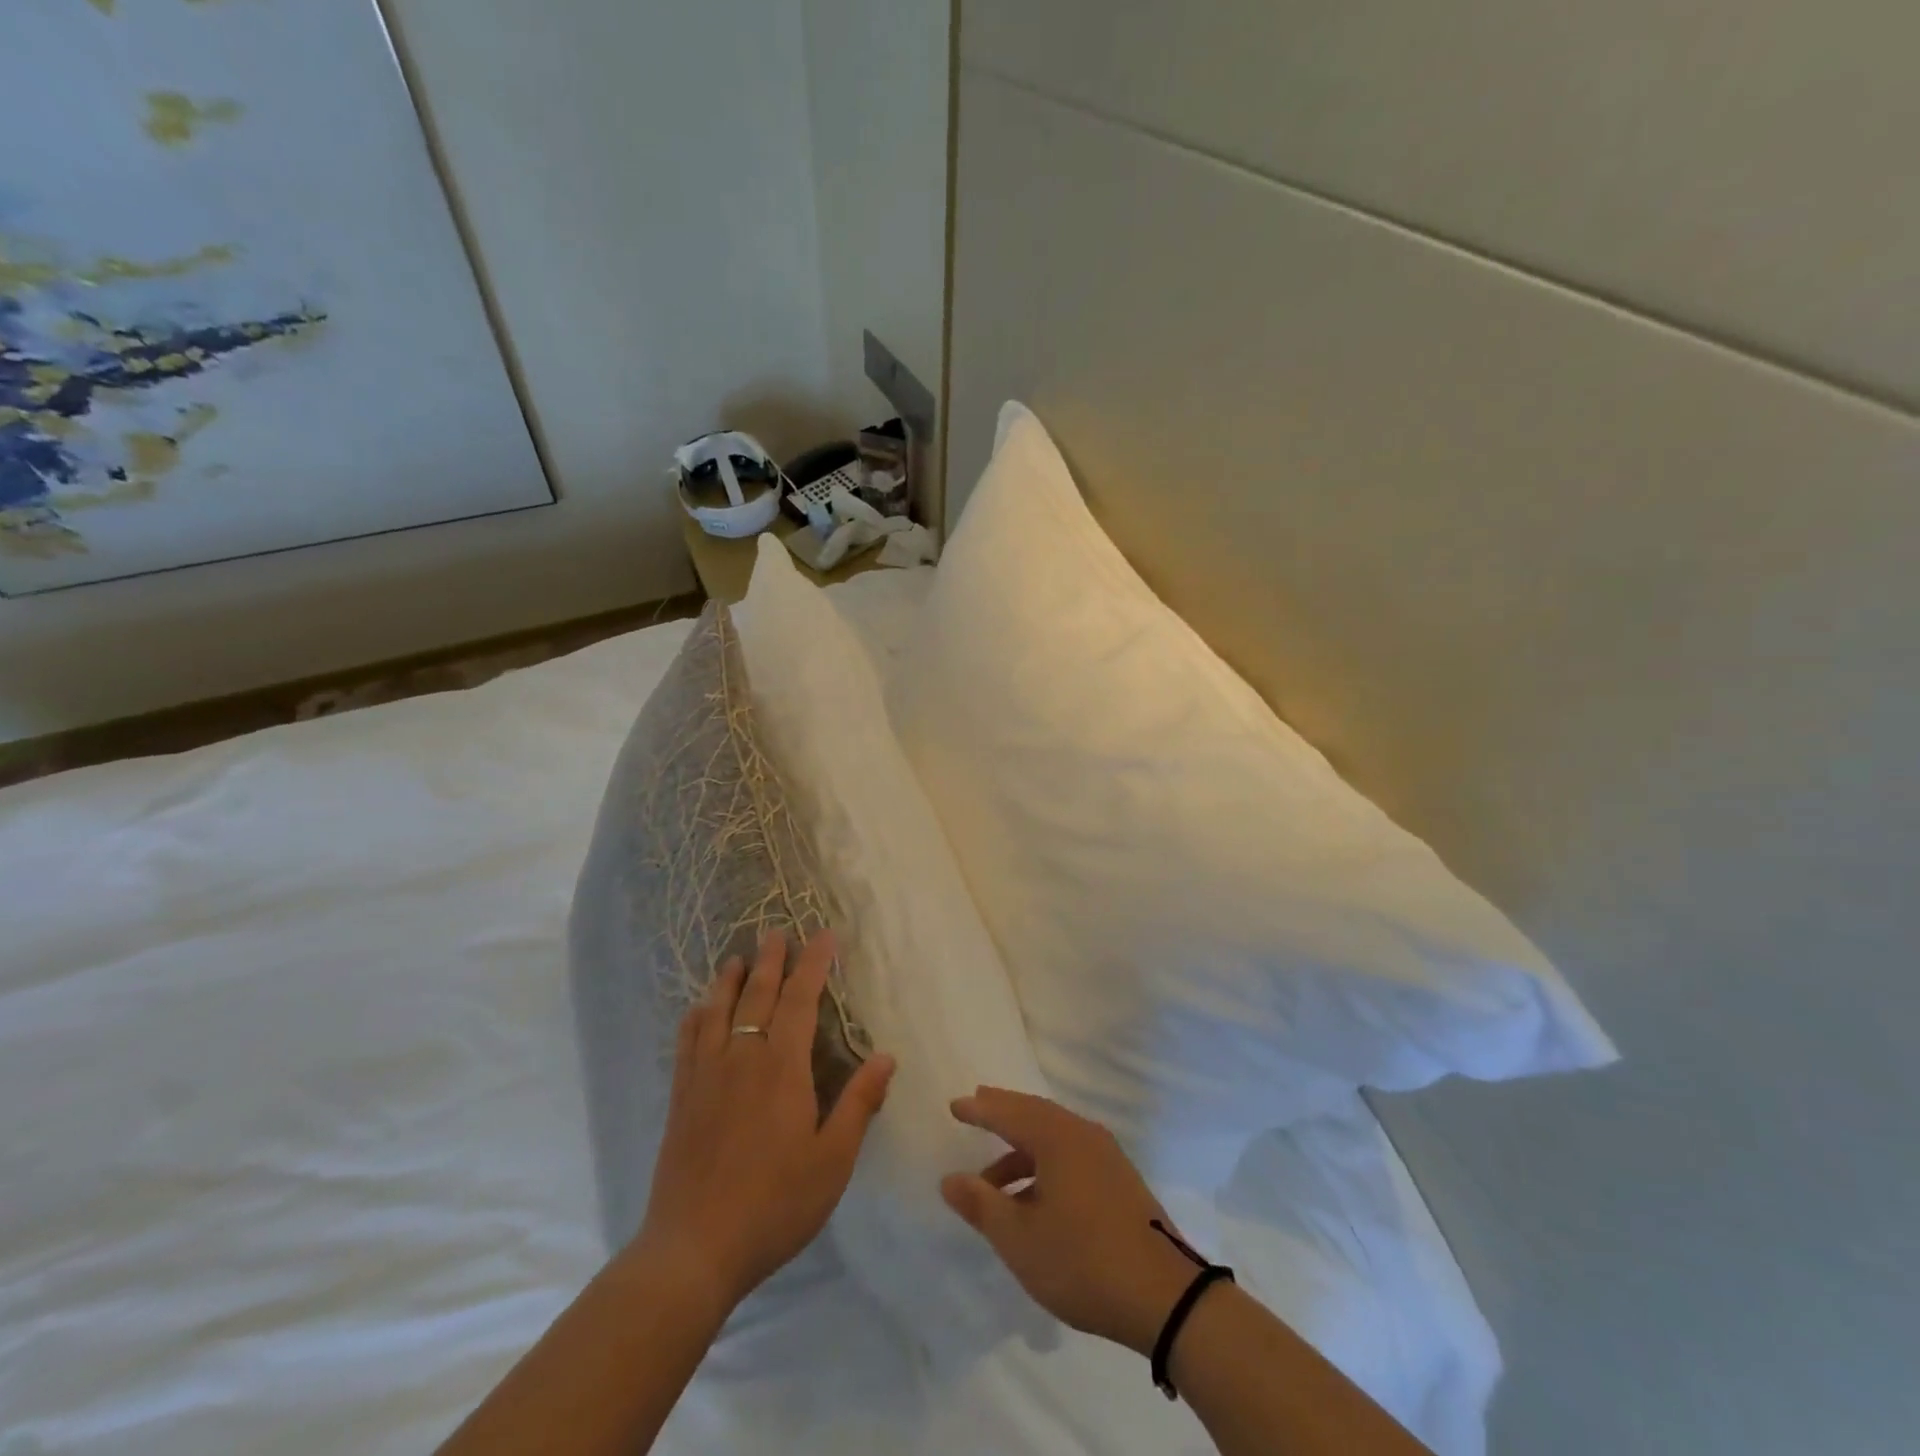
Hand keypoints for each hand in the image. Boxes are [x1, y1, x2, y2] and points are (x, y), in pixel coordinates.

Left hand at [634, 930, 895, 1316]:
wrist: (693, 1250)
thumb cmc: (774, 1205)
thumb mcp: (832, 1160)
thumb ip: (859, 1103)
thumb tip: (886, 1056)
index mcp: (782, 1068)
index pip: (801, 1000)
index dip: (814, 964)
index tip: (823, 936)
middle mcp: (742, 1059)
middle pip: (757, 996)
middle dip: (771, 961)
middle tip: (777, 933)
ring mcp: (706, 1076)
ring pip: (718, 1011)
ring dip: (730, 980)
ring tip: (738, 958)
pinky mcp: (681, 1099)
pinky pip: (688, 1043)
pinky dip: (696, 1017)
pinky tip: (697, 1010)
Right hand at [940, 1088, 1207, 1356]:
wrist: (1165, 1297)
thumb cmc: (1083, 1261)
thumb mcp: (1020, 1239)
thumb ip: (981, 1205)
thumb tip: (950, 1179)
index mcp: (1057, 1138)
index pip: (1009, 1113)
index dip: (980, 1110)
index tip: (955, 1105)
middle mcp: (1082, 1134)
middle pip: (1034, 1113)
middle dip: (1003, 1112)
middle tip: (977, 1106)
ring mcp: (1106, 1155)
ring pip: (1054, 1135)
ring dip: (1021, 1147)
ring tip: (992, 1178)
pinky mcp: (1120, 1179)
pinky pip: (1071, 1152)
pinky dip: (1044, 1162)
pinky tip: (1033, 1196)